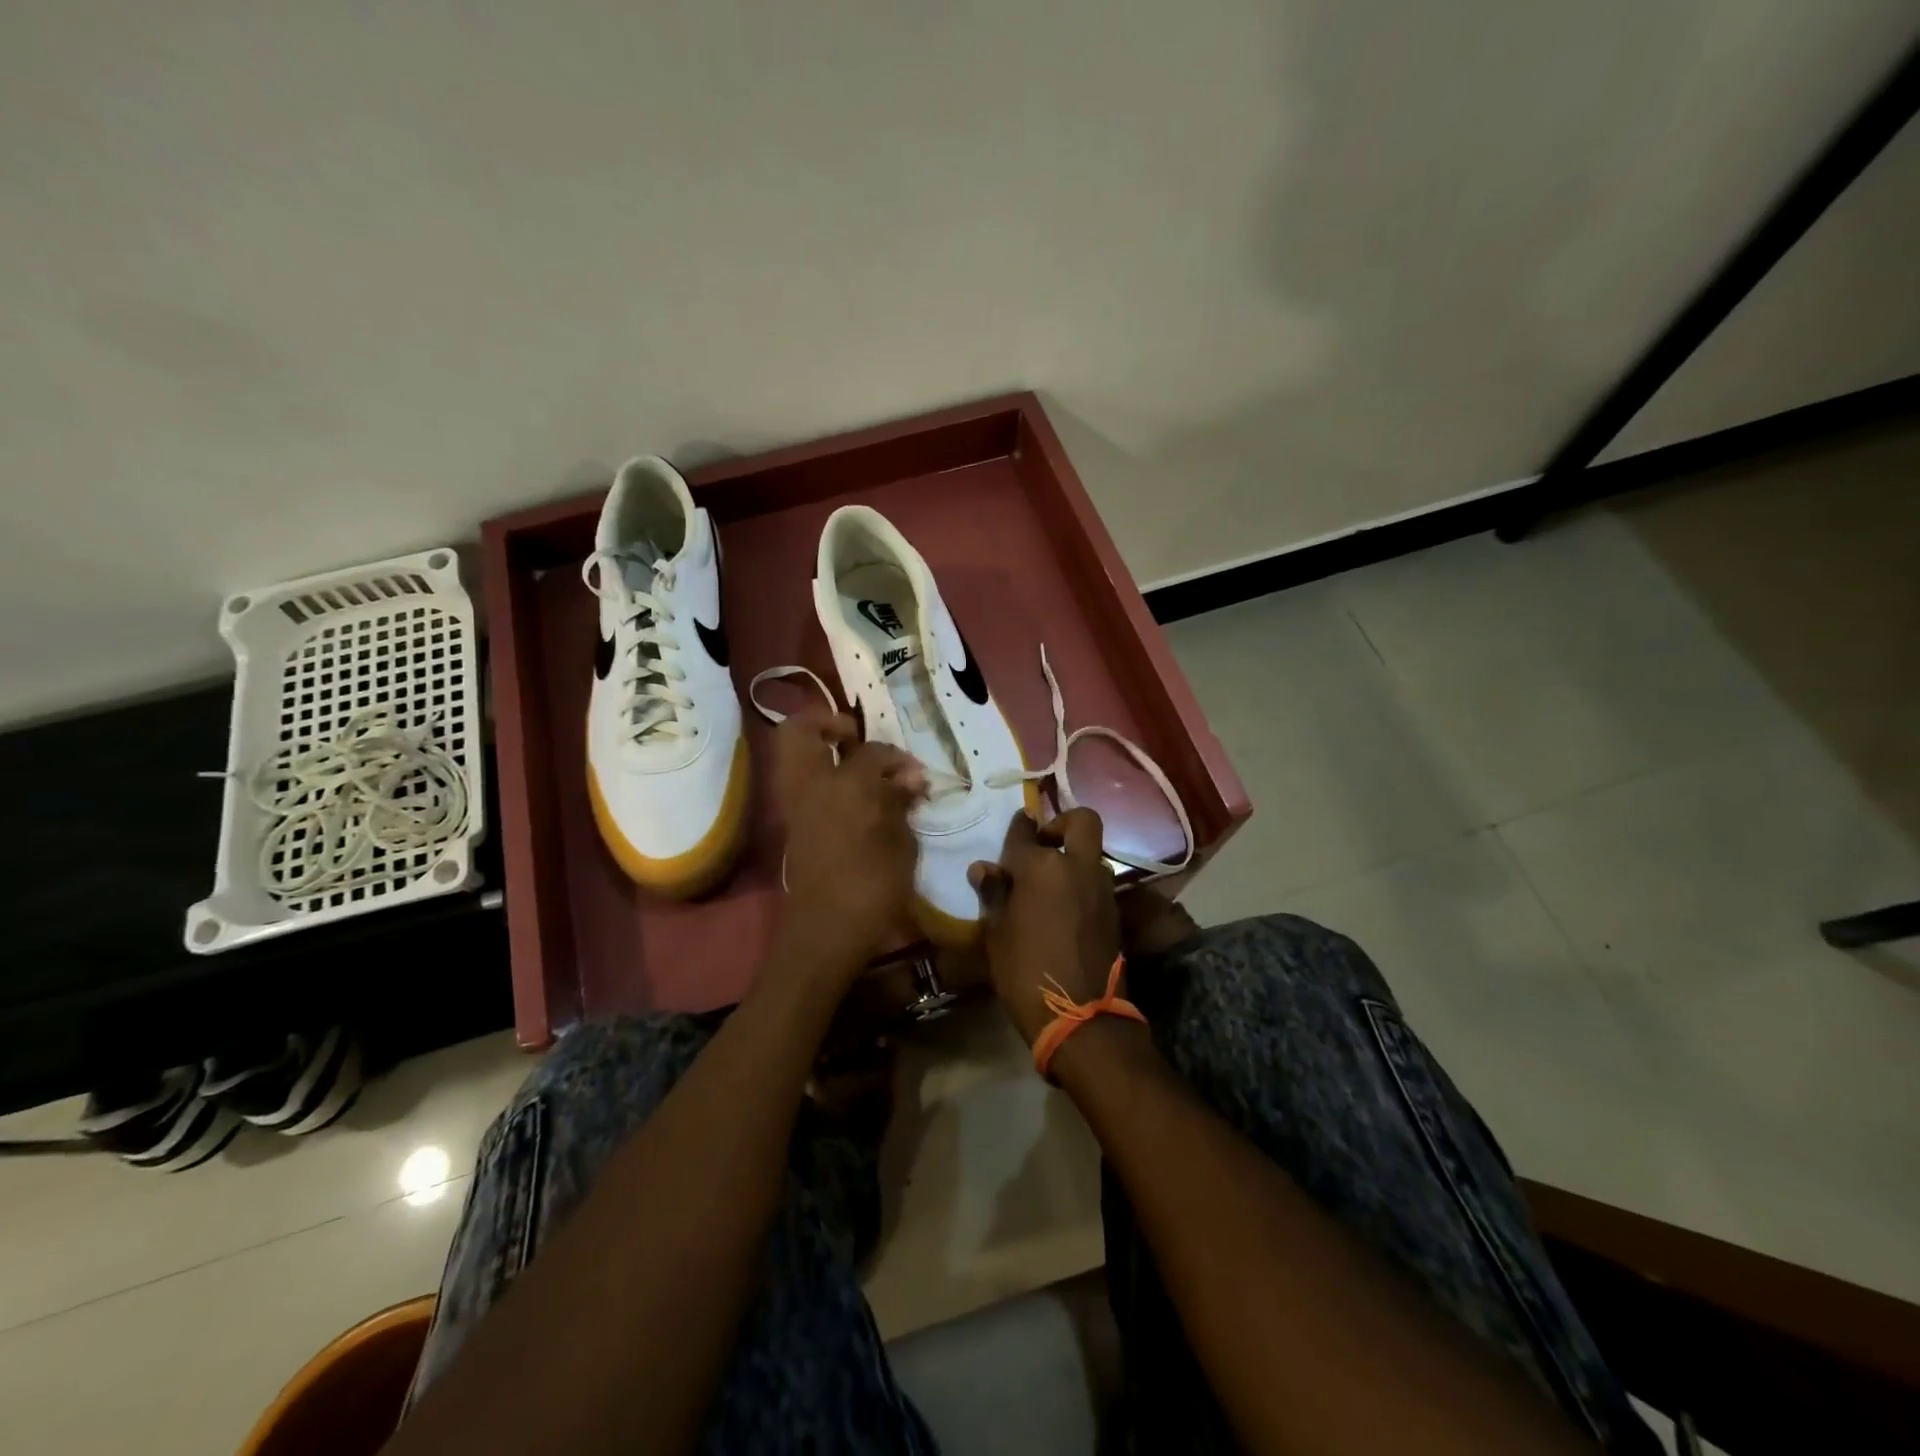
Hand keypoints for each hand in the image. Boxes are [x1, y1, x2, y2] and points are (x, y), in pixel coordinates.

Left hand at [774, 711, 926, 974]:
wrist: (826, 931)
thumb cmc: (874, 887)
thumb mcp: (901, 845)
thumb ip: (901, 804)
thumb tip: (910, 778)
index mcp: (847, 786)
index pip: (873, 752)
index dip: (898, 759)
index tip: (917, 776)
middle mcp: (814, 786)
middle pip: (800, 732)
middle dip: (826, 724)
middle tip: (854, 736)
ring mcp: (796, 805)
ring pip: (793, 756)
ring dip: (819, 749)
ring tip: (854, 764)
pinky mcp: (793, 825)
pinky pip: (800, 783)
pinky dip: (820, 776)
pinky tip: (852, 795)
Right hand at [968, 808, 1122, 1046]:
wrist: (1082, 1018)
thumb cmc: (1026, 972)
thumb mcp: (997, 934)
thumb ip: (994, 894)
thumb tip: (984, 868)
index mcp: (1041, 867)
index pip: (1025, 832)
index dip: (1017, 827)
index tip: (1016, 824)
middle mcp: (1076, 866)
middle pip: (1081, 821)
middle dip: (1062, 823)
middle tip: (1043, 845)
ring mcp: (1101, 888)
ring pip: (1091, 852)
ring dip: (1072, 857)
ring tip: (1048, 884)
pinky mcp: (1114, 911)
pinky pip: (1097, 881)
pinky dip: (1081, 883)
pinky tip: (1063, 906)